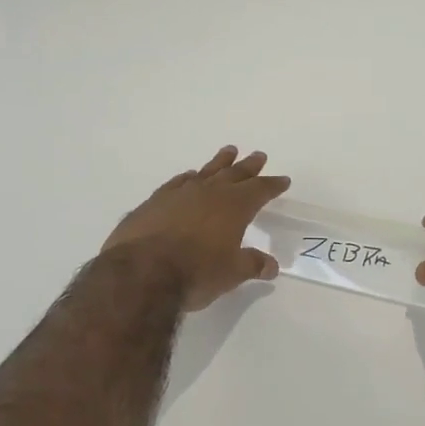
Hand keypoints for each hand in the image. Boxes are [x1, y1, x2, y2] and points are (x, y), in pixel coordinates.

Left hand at [103, 147, 290, 311]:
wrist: (141, 272)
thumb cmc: (196, 273)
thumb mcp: (231, 274)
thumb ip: (252, 265)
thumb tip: (272, 266)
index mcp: (234, 206)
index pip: (260, 190)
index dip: (272, 185)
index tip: (283, 179)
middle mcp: (210, 192)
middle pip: (235, 173)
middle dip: (249, 166)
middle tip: (259, 155)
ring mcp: (180, 193)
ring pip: (206, 171)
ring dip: (219, 162)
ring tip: (229, 151)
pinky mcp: (155, 201)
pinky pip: (178, 182)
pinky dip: (188, 178)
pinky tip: (189, 176)